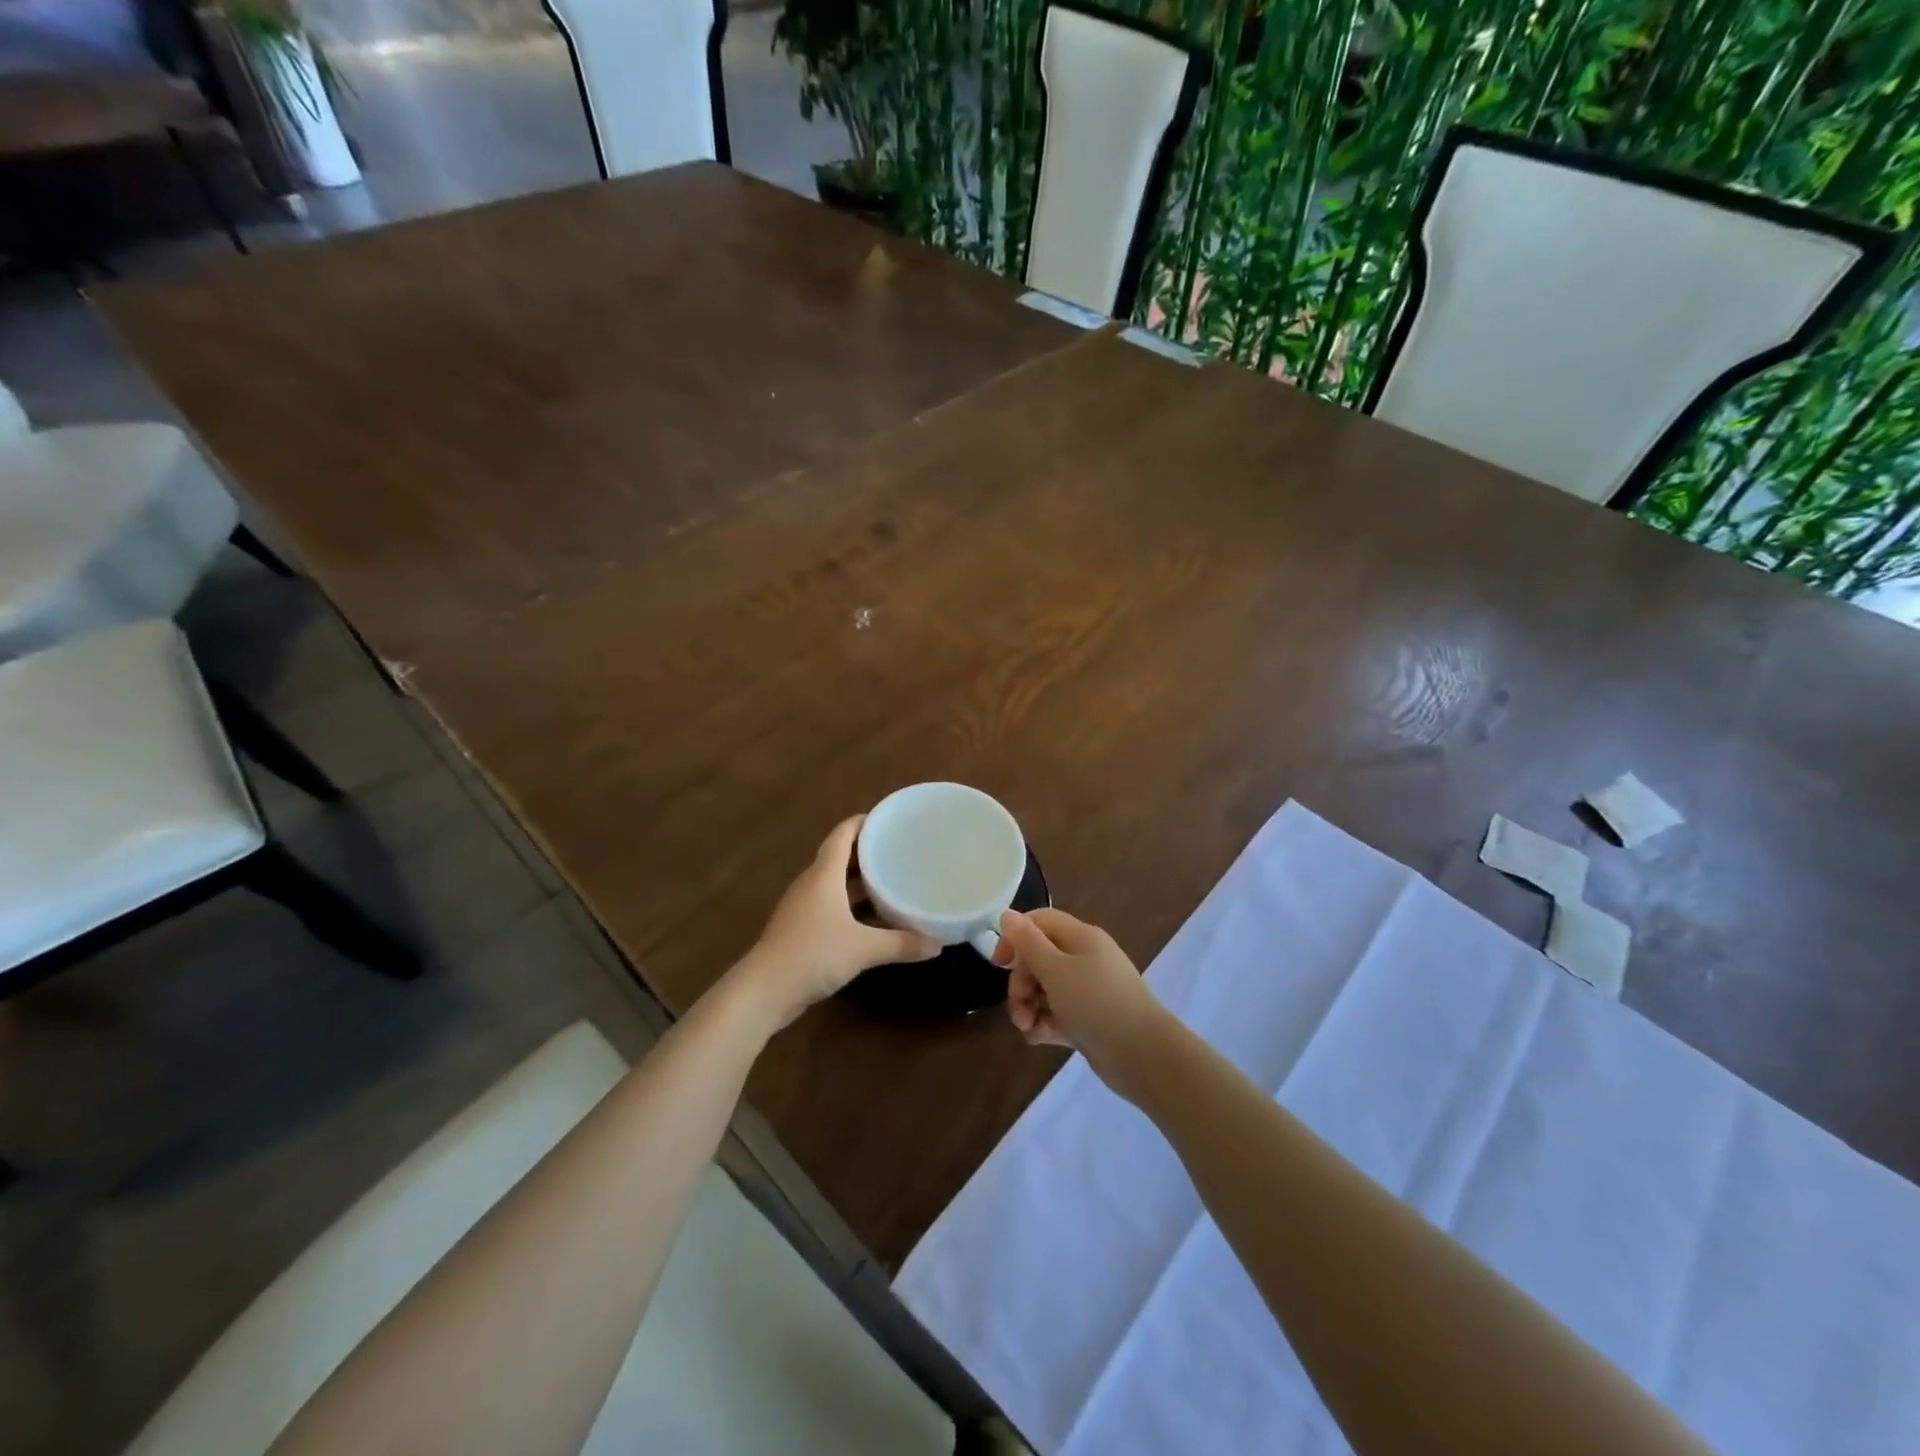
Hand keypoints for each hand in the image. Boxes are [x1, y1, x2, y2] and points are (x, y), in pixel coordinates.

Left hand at [736, 816, 938, 1029]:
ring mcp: (804, 907)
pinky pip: (830, 904)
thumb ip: (902, 943)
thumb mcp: (864, 948)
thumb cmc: (813, 954)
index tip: (888, 819)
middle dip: (867, 851)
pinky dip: (850, 903)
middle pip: (839, 856)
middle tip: (899, 849)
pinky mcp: (801, 928)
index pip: (842, 835)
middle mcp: (812, 884)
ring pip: (834, 882)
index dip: (862, 822)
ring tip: (890, 878)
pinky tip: (871, 916)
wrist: (765, 990)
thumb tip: (938, 944)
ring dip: (859, 880)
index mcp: (824, 874)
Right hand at [996, 908, 1172, 1100]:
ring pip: (1045, 989)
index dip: (1015, 937)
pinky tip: (1039, 1040)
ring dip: (1028, 1007)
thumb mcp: (1056, 970)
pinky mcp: (1088, 1020)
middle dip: (1021, 983)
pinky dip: (1044, 1024)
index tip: (1000, 964)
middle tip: (1019, 1008)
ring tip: (1028, 1028)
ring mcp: (1087, 991)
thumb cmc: (1097, 1004)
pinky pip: (1056, 1014)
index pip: (1040, 922)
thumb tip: (1007, 914)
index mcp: (1080, 937)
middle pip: (1038, 958)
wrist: (1143, 1056)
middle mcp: (1084, 959)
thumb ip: (1028, 943)